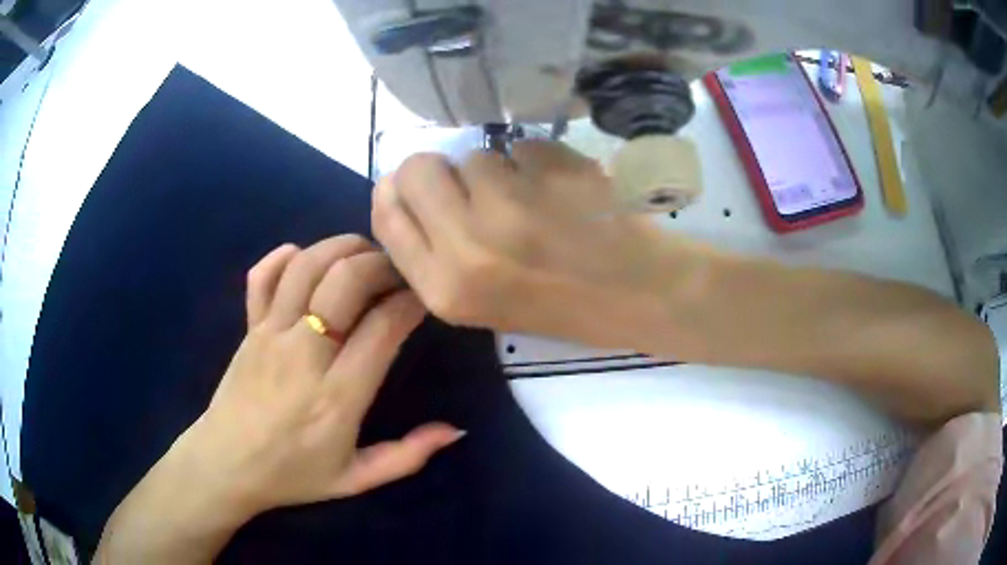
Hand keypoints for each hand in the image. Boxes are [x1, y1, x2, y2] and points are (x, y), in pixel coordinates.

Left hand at [97, 236, 462, 562]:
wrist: (226, 465)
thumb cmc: (293, 474)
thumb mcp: (357, 479)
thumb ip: (408, 456)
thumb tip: (456, 429)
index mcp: (336, 397)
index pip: (382, 327)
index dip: (410, 301)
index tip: (424, 296)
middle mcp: (303, 354)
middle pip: (346, 281)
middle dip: (381, 263)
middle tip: (399, 271)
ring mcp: (270, 334)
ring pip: (307, 266)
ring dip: (341, 248)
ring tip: (363, 254)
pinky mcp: (249, 328)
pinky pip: (263, 276)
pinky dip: (285, 257)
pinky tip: (305, 259)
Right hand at [372, 140, 705, 347]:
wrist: (639, 296)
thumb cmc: (562, 306)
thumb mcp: (479, 303)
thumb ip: (433, 251)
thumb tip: (404, 188)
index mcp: (444, 289)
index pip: (387, 213)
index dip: (397, 189)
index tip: (420, 185)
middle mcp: (468, 247)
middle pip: (418, 168)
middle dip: (442, 170)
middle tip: (479, 188)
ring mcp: (513, 205)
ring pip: (477, 156)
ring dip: (500, 171)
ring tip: (536, 204)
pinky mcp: (551, 174)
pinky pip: (522, 146)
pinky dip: (538, 162)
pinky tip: (564, 193)